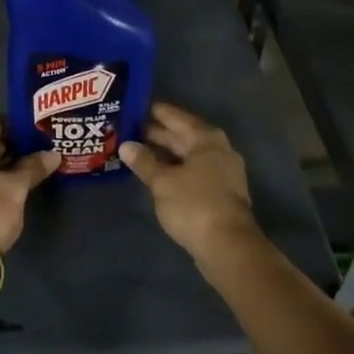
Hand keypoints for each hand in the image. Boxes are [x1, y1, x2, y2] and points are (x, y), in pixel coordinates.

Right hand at [120, 102, 260, 260]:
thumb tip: (126, 145)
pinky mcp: (218, 193)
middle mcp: (216, 149)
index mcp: (205, 138)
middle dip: (155, 133)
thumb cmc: (194, 205)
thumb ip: (144, 161)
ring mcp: (220, 172)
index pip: (174, 116)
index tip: (131, 106)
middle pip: (181, 135)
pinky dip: (173, 170)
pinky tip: (153, 174)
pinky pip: (191, 172)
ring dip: (162, 154)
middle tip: (125, 129)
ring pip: (186, 155)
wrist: (228, 247)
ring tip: (134, 151)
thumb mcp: (163, 182)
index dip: (152, 112)